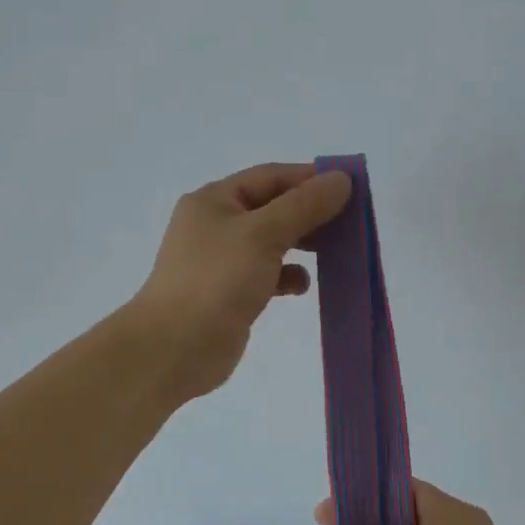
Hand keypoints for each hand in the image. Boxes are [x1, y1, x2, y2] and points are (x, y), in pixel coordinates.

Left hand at [128, 162, 352, 402]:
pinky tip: (301, 286)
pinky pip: (267, 274)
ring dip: (302, 245)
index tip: (350, 188)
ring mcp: (222, 261)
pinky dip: (287, 276)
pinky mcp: (230, 293)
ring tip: (334, 253)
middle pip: (273, 208)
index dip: (310, 178)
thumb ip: (304, 205)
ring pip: (272, 242)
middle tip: (349, 223)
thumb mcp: (263, 234)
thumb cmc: (216, 280)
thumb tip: (341, 179)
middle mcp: (216, 225)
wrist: (174, 348)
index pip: (271, 177)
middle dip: (310, 214)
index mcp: (215, 200)